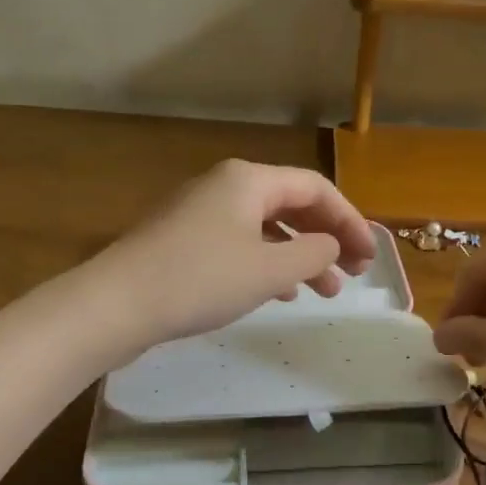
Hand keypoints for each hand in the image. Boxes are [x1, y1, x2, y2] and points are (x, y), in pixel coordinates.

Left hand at [92, 160, 377, 350]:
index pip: (316, 188)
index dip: (349, 220)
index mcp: (249, 180)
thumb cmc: (201, 280)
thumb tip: (331, 245)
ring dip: (300, 256)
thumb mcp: (269, 270)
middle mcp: (226, 186)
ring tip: (324, 291)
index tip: (369, 257)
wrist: (116, 304)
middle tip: (352, 273)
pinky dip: (268, 263)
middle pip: (292, 205)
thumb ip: (313, 253)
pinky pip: (241, 243)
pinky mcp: (184, 240)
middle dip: (327, 238)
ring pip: (267, 228)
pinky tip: (280, 292)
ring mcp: (201, 212)